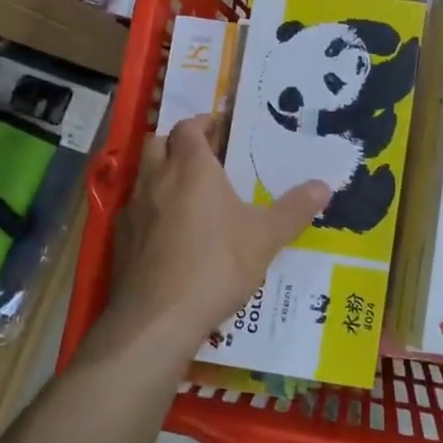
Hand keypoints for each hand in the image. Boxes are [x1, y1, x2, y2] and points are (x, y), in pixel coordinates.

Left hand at [109, 115, 329, 362]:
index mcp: (192, 167)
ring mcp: (133, 209)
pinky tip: (167, 233)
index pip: (189, 128)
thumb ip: (294, 209)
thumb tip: (324, 186)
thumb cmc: (216, 265)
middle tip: (203, 156)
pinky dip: (150, 209)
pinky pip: (134, 210)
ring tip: (188, 193)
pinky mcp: (119, 239)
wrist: (157, 318)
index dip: (203, 123)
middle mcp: (157, 179)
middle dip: (178, 143)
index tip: (219, 127)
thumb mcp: (265, 238)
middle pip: (158, 142)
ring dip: (162, 174)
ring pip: (143, 175)